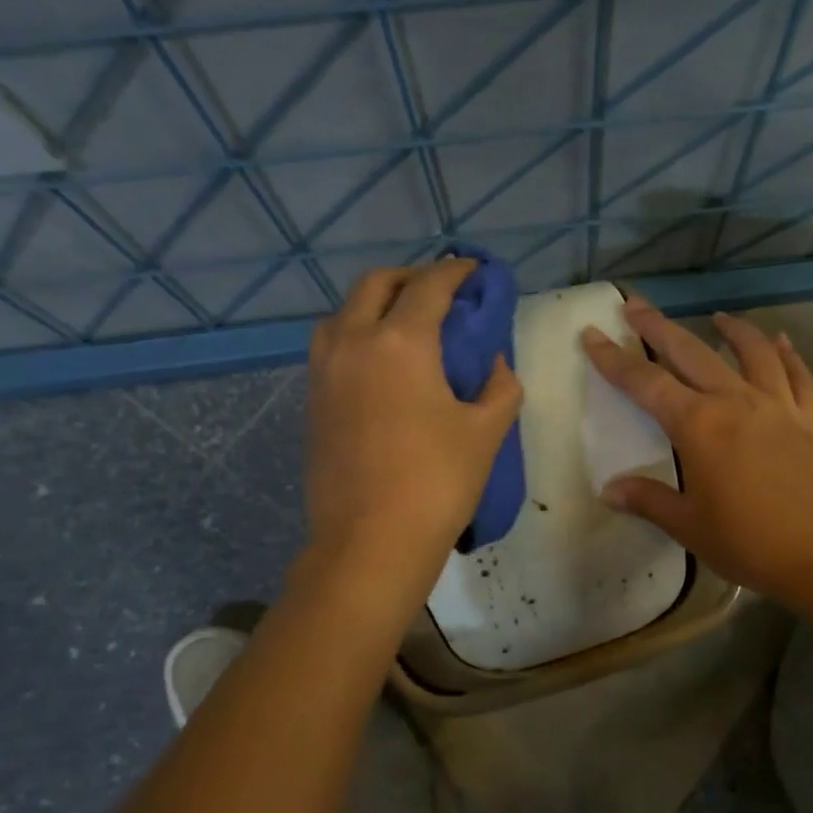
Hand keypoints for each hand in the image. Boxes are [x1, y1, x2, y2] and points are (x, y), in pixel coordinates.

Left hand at [306, 258, 522, 587]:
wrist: (370, 541)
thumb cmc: (437, 483)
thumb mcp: (486, 433)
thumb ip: (500, 386)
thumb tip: (493, 363)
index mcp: (401, 342)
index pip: (431, 286)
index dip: (458, 272)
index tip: (476, 271)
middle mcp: (353, 341)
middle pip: (377, 284)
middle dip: (412, 277)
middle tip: (442, 294)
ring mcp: (324, 370)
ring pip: (346, 312)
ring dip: (378, 304)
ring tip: (409, 326)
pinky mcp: (313, 399)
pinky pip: (334, 344)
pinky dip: (359, 334)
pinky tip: (384, 364)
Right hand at [580, 300, 812, 608]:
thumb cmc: (749, 543)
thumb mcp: (689, 525)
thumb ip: (649, 500)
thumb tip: (609, 490)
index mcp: (699, 426)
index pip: (646, 383)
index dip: (614, 359)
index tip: (592, 334)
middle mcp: (737, 403)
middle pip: (692, 353)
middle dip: (660, 328)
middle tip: (636, 305)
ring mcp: (779, 407)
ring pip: (753, 353)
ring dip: (732, 330)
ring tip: (718, 316)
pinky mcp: (812, 421)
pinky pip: (800, 377)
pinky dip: (789, 355)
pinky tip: (783, 342)